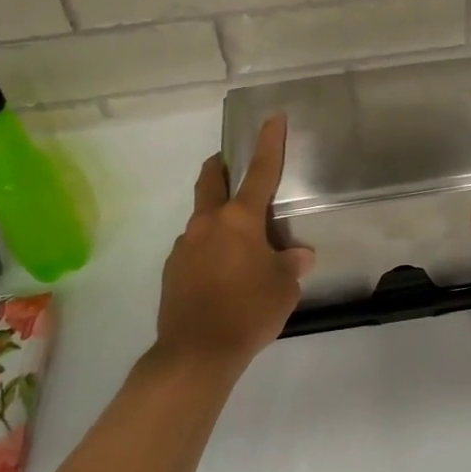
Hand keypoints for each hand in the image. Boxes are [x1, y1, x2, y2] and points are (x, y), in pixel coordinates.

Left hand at [157, 115, 313, 374]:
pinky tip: (222, 275)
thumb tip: (298, 255)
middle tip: (233, 164)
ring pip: (203, 217)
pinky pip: (194, 247)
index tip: (272, 117)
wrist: (195, 354)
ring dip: (219, 218)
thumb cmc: (249, 312)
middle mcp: (208, 223)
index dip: (269, 141)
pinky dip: (209, 248)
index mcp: (240, 219)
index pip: (259, 170)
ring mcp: (185, 245)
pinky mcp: (172, 269)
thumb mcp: (283, 288)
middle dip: (222, 165)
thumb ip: (291, 264)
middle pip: (212, 179)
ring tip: (240, 247)